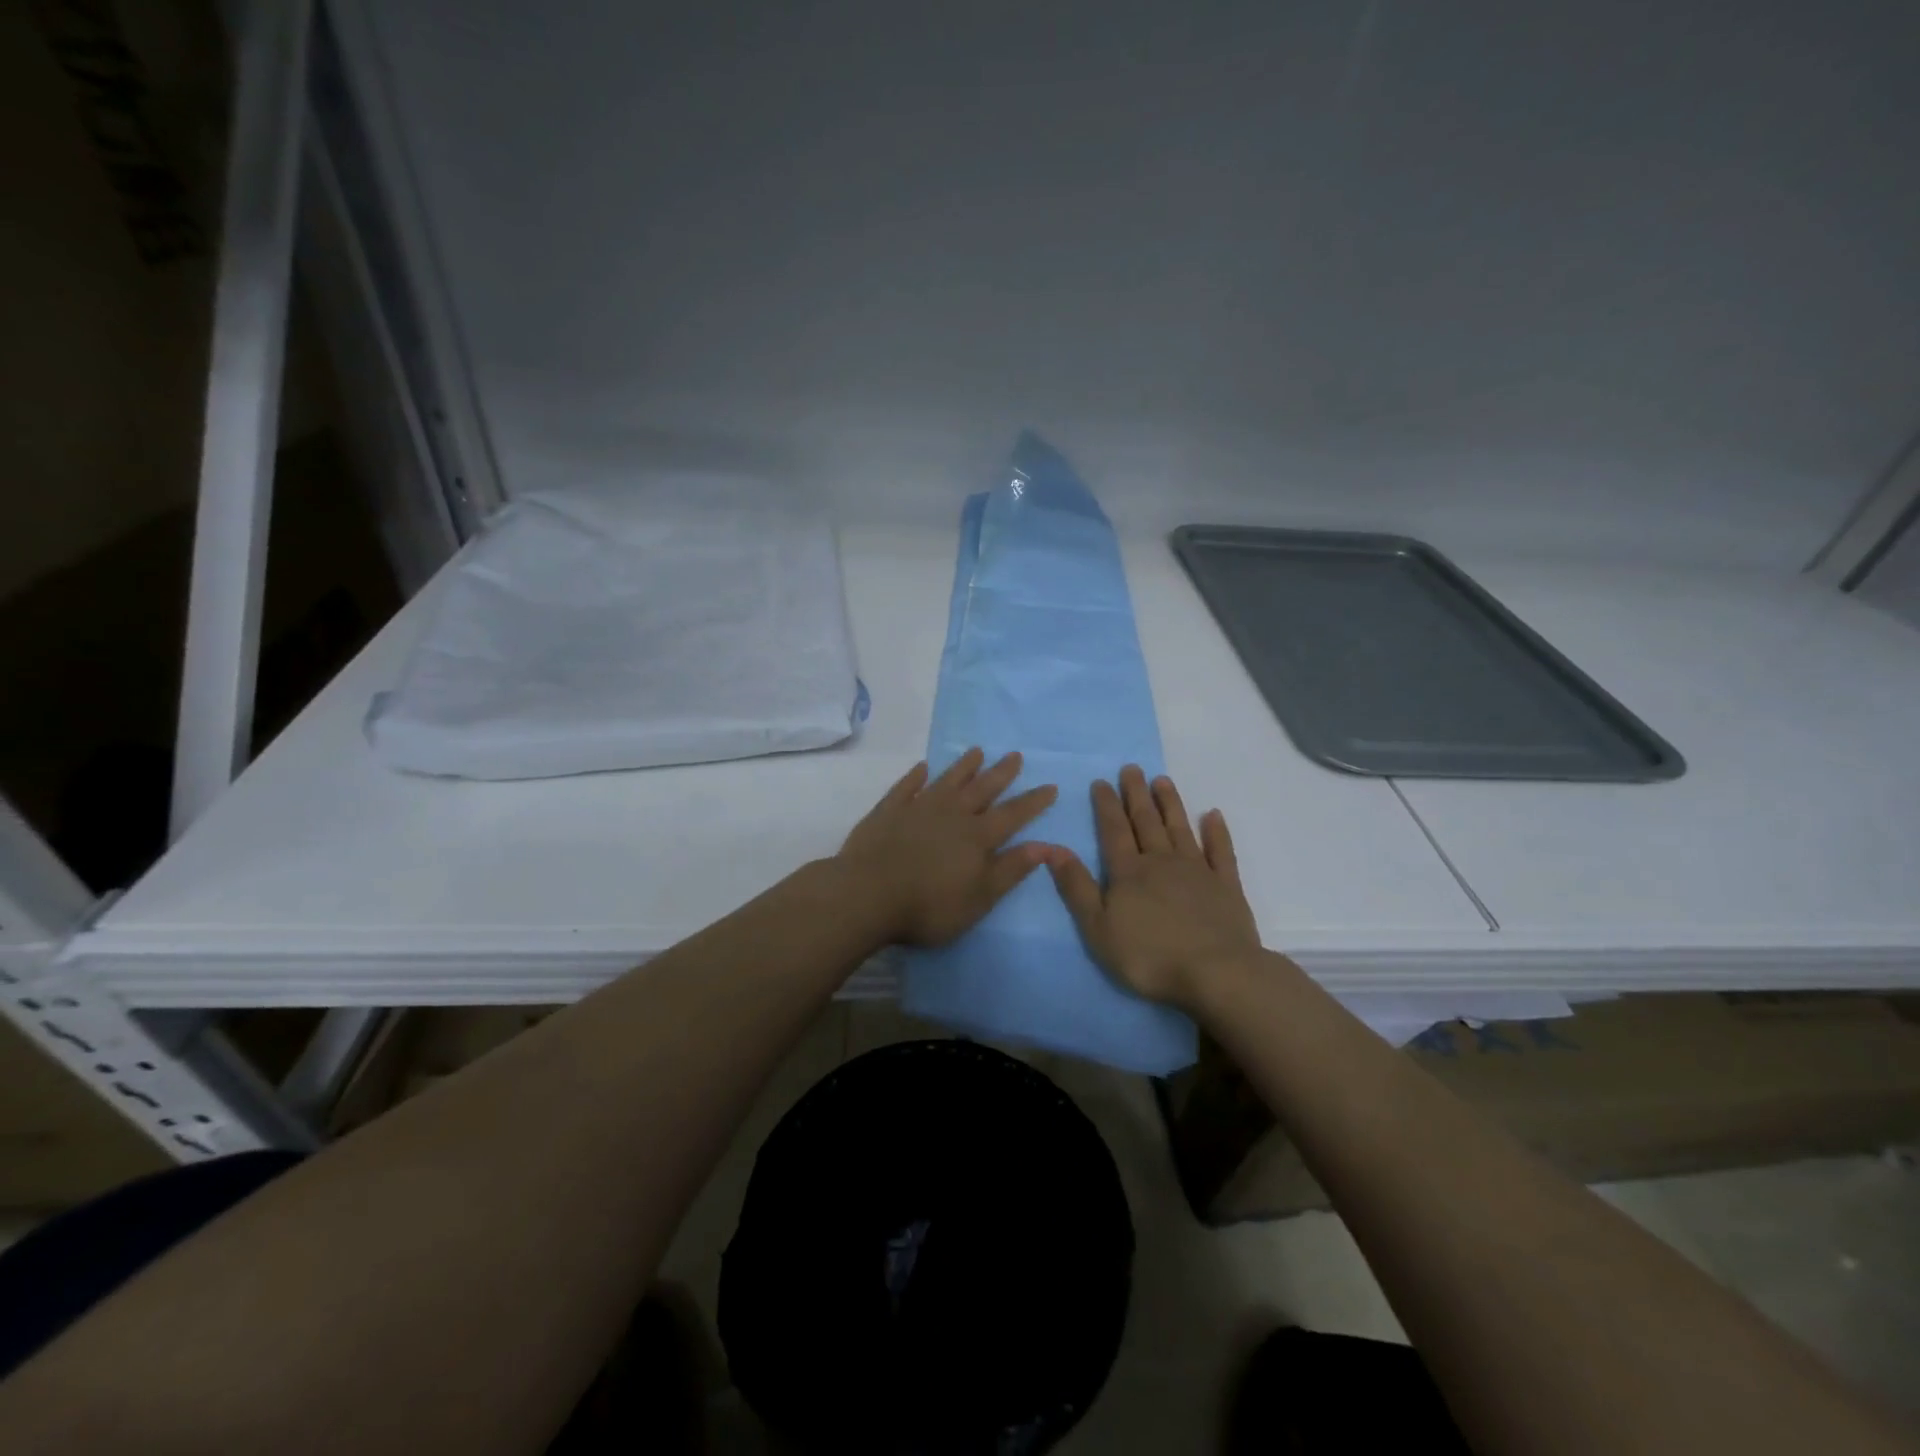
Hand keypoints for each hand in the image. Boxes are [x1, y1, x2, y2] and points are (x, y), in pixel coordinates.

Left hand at [838, 748, 1057, 946]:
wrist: (867, 895)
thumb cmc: (929, 906)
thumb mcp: (980, 898)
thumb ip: (1011, 869)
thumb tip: (1046, 845)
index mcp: (977, 837)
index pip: (1013, 814)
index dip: (1033, 801)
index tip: (1050, 785)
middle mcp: (952, 814)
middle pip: (982, 789)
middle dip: (1001, 772)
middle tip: (1015, 755)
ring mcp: (918, 808)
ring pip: (947, 781)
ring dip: (963, 766)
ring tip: (977, 751)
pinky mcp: (888, 811)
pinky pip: (906, 787)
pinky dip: (916, 776)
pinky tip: (922, 768)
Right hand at [1046, 765, 1260, 1008]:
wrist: (1216, 973)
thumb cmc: (1149, 956)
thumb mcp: (1098, 927)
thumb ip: (1076, 887)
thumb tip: (1052, 848)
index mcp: (1129, 872)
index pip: (1114, 830)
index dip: (1106, 805)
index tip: (1102, 781)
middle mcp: (1162, 861)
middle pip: (1146, 821)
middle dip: (1136, 794)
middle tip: (1132, 768)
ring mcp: (1197, 871)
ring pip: (1180, 828)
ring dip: (1170, 804)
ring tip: (1162, 780)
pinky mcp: (1226, 886)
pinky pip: (1221, 851)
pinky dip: (1217, 832)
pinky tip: (1213, 815)